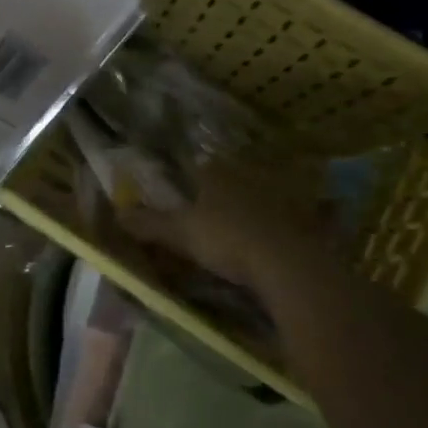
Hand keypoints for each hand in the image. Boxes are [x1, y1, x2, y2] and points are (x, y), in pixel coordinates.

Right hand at [118, 155, 331, 293]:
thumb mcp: (180, 233)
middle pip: (234, 175)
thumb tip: (117, 212)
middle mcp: (251, 173)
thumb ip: (149, 223)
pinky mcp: (311, 217)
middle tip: (217, 209)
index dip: (193, 176)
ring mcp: (285, 193)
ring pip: (266, 191)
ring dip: (259, 202)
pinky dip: (291, 222)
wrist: (291, 263)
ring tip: (248, 223)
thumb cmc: (228, 239)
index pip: (202, 165)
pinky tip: (284, 236)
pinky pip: (298, 214)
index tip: (188, 191)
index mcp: (219, 172)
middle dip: (227, 187)